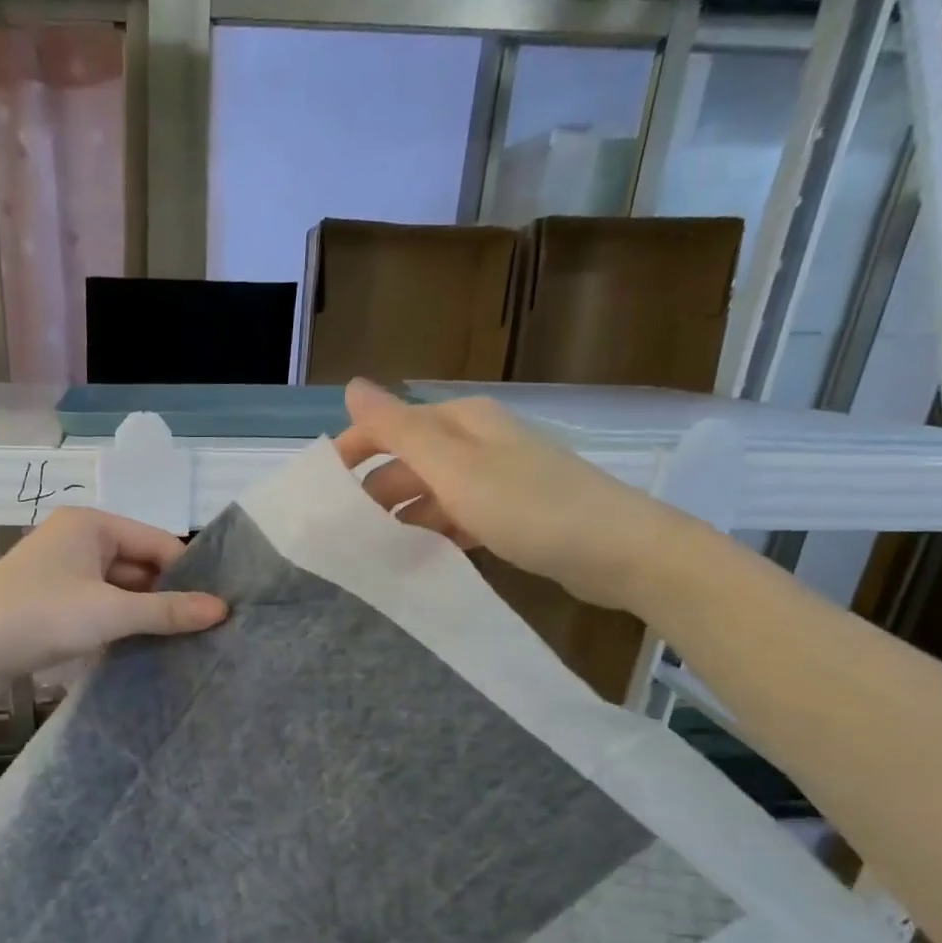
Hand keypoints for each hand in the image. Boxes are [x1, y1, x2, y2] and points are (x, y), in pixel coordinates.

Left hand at [0, 508, 227, 679]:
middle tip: (205, 629)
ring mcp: (62, 571)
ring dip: (143, 612)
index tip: (216, 609)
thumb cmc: (39, 616)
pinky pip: (99, 605)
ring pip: (119, 588)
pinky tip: (142, 645)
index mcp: (91, 524)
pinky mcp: (51, 600)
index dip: (188, 575)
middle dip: (166, 595)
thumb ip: (166, 611)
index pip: (158, 542)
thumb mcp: (110, 613)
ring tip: (181, 641)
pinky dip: (119, 622)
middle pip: (139, 564)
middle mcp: (77, 538)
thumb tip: (222, 609)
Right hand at [334, 379, 688, 613]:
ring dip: (403, 517)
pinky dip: (435, 533)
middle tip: (345, 536)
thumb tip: (351, 385)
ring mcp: (496, 478)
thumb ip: (400, 429)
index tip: (321, 495)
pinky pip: (456, 517)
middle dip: (375, 493)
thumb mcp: (455, 467)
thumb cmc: (530, 506)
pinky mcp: (511, 513)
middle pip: (408, 461)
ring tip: (375, 553)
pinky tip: (421, 557)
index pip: (389, 426)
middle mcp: (477, 442)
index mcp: (462, 422)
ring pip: (431, 493)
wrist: (619, 550)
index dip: (352, 453)